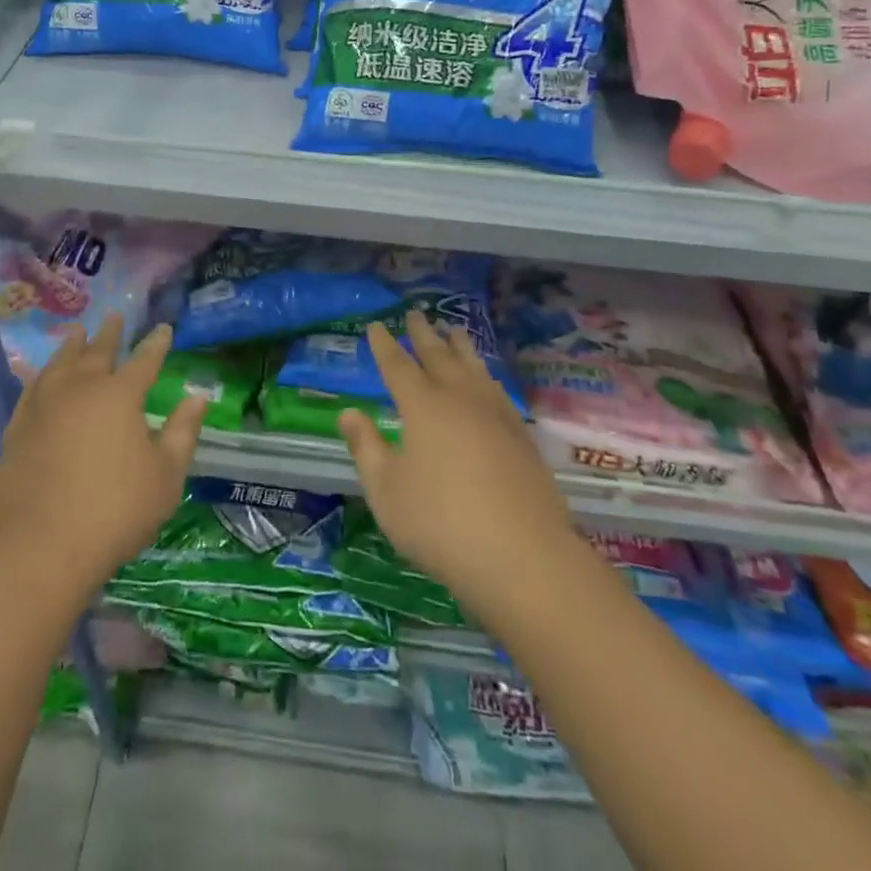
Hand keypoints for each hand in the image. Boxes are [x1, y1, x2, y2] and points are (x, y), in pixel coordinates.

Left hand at [0, 316, 205, 601]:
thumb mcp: (166, 476)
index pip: (144, 360)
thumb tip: (197, 396)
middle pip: (97, 352)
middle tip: (115, 316)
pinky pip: (31, 389)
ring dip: (72, 346)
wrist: (40, 547)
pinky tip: (42, 375)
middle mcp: (80, 389)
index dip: (156, 343)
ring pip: (60, 364)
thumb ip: (183, 432)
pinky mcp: (18, 429)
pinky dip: (41, 375)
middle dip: (110, 334)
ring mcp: (44, 407)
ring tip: (77, 333)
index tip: (163, 328)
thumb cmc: (115, 511)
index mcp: (120, 395)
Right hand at [339, 313, 573, 623]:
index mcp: (423, 407)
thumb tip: (348, 412)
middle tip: (416, 313)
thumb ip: (366, 447)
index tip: (376, 326)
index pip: (398, 366)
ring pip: (473, 368)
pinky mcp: (521, 436)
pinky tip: (487, 380)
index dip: (385, 346)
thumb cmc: (440, 523)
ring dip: (460, 347)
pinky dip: (486, 375)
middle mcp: (459, 399)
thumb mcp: (386, 490)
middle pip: (438, 357)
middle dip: (423, 335)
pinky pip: (497, 389)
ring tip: (453, 331)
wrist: (522, 556)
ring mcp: (495, 415)